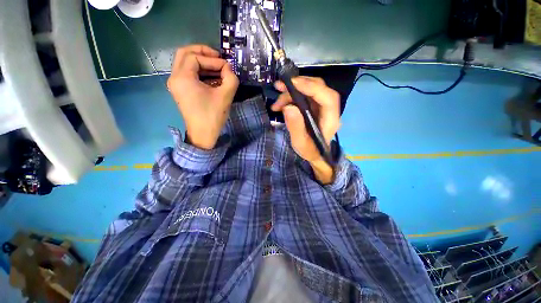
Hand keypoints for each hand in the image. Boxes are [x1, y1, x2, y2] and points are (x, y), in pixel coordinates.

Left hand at [167, 45, 238, 149]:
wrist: (203, 135)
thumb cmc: (213, 116)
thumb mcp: (225, 96)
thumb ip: (230, 78)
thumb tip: (229, 68)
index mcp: (182, 78)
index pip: (195, 57)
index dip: (213, 59)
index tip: (227, 68)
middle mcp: (175, 78)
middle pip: (185, 54)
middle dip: (202, 52)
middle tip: (218, 57)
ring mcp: (176, 84)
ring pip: (186, 63)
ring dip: (202, 62)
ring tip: (218, 68)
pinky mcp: (181, 90)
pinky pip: (188, 73)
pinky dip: (200, 71)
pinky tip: (213, 77)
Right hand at [271, 77, 340, 183]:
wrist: (314, 153)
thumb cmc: (309, 150)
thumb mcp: (300, 143)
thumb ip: (296, 127)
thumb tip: (289, 107)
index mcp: (330, 119)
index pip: (327, 98)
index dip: (312, 88)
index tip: (292, 84)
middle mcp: (329, 109)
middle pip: (318, 88)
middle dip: (298, 85)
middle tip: (279, 87)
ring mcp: (321, 106)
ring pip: (309, 89)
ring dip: (291, 92)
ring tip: (276, 103)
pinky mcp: (314, 106)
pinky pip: (304, 95)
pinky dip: (291, 97)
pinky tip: (280, 104)